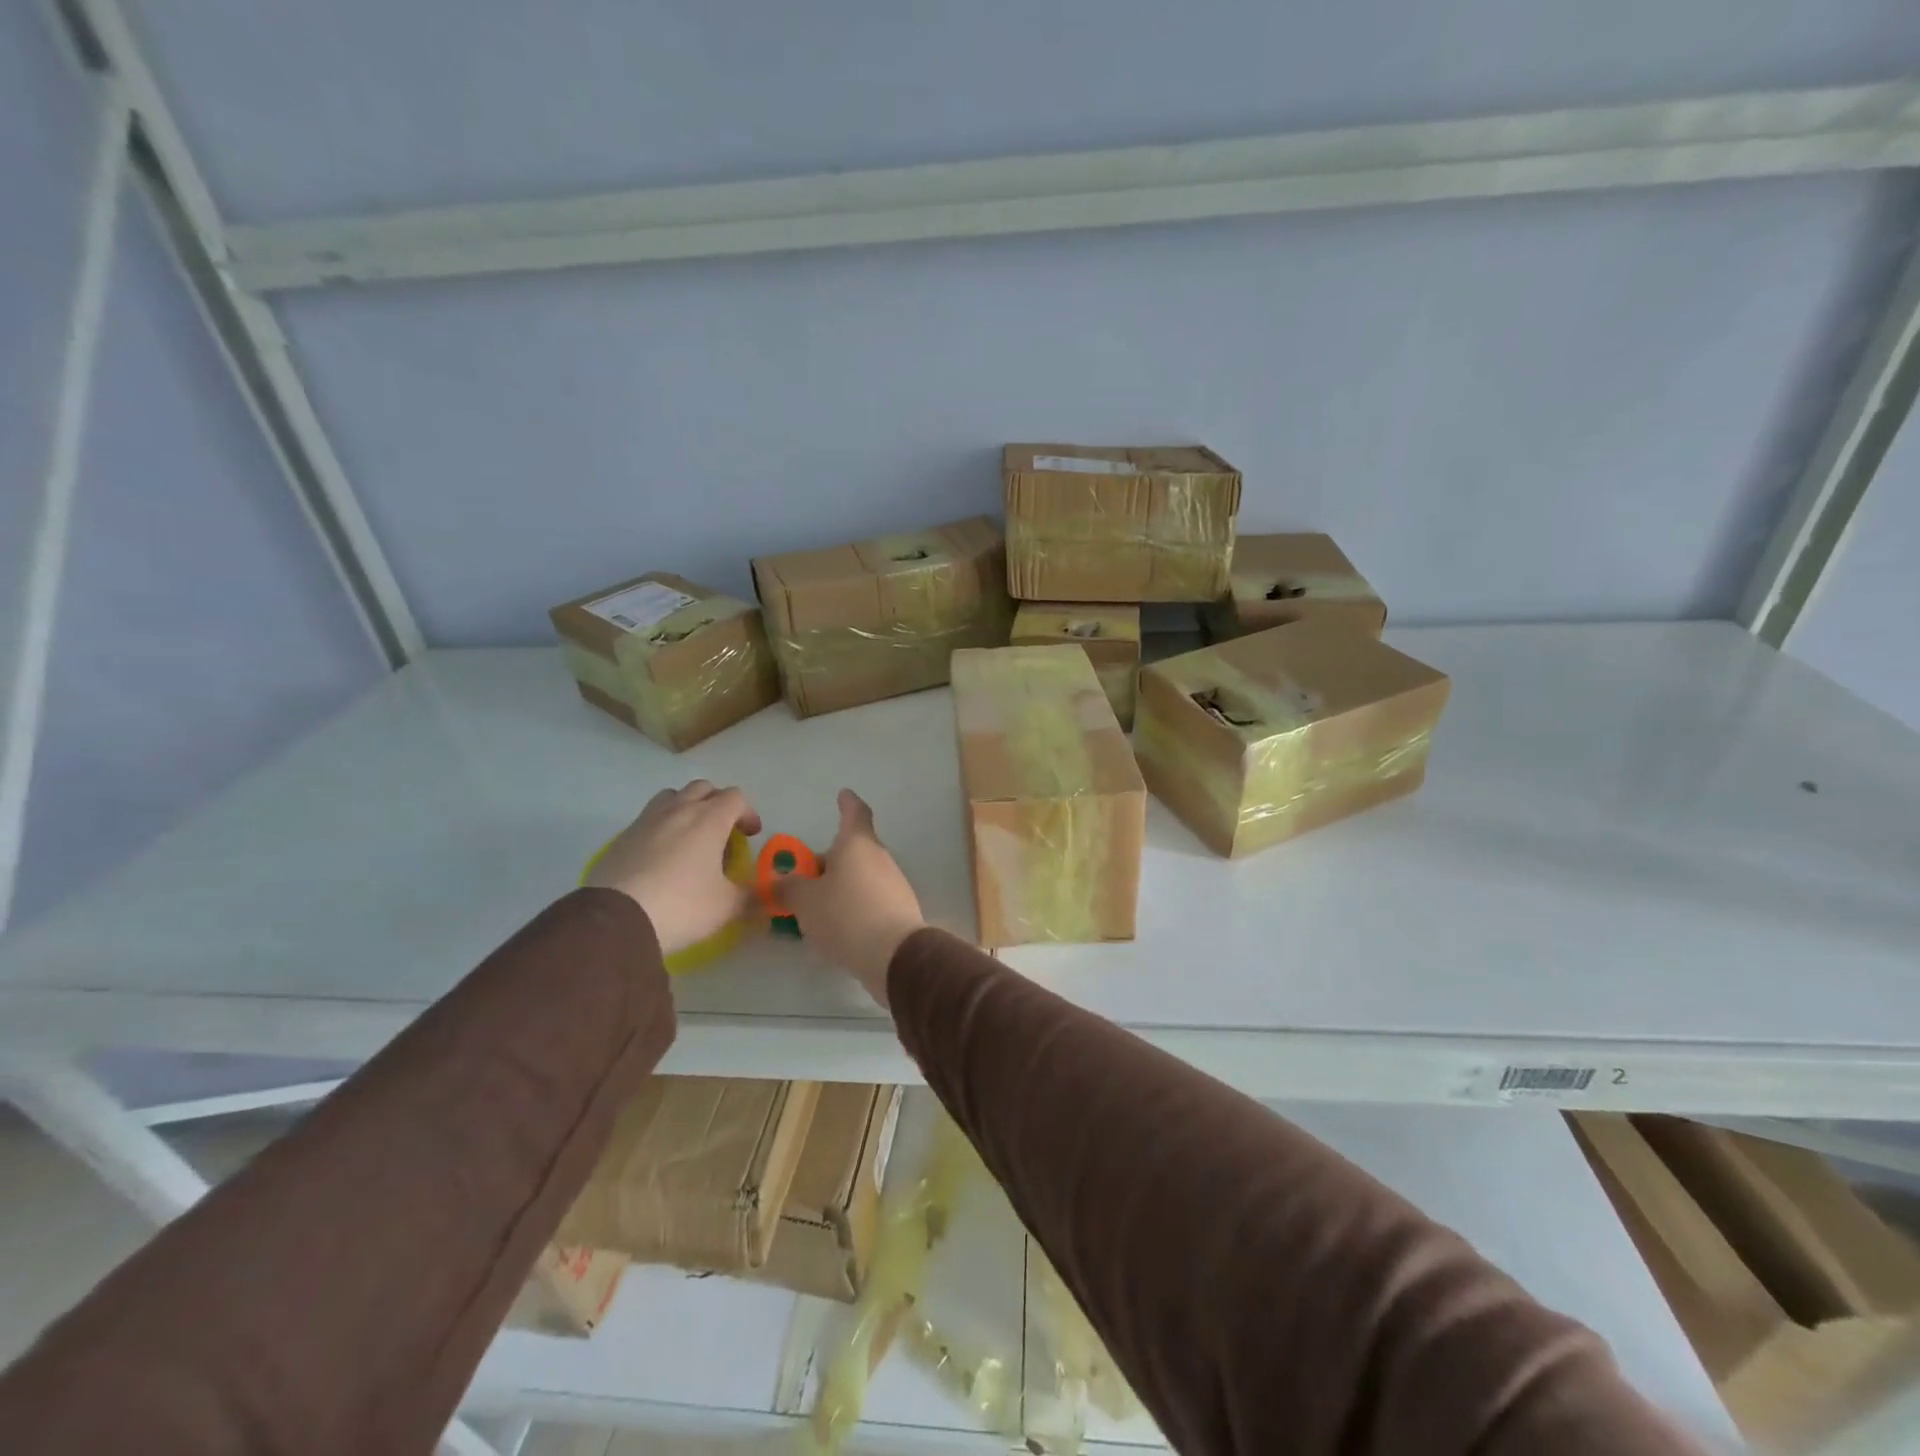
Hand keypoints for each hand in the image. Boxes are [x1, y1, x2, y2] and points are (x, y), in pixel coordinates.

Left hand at [586, 780, 761, 955]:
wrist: (617, 919)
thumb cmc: (682, 906)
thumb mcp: (727, 905)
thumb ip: (753, 895)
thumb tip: (773, 894)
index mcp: (709, 819)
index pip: (735, 797)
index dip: (748, 813)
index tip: (750, 835)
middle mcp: (679, 810)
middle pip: (703, 788)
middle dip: (718, 803)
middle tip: (723, 831)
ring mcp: (646, 820)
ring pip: (672, 796)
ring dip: (687, 807)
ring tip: (691, 836)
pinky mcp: (622, 837)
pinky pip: (648, 818)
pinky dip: (662, 826)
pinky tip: (662, 855)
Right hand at [782, 789, 925, 1006]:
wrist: (895, 954)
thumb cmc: (846, 914)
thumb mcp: (805, 901)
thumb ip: (788, 888)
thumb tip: (778, 882)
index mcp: (857, 844)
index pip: (855, 813)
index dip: (847, 803)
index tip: (843, 795)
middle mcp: (879, 857)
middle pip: (852, 849)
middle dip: (829, 860)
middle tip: (803, 876)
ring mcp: (892, 883)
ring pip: (859, 876)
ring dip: (838, 885)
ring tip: (813, 907)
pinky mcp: (898, 910)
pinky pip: (868, 899)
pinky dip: (851, 905)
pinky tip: (835, 927)